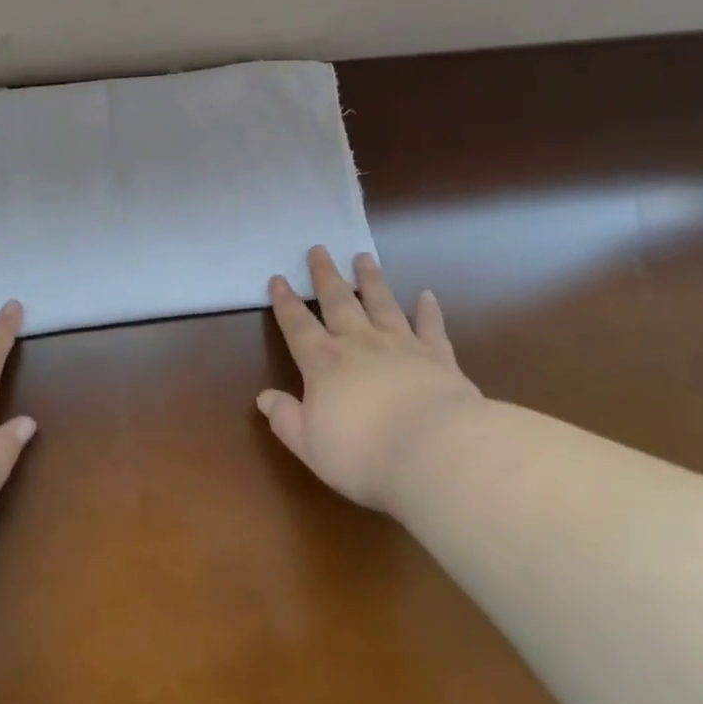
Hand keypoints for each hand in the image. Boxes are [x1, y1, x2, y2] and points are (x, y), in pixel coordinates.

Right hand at [259, 246, 481, 511]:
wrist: (434, 452)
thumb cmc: (362, 454)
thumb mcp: (309, 445)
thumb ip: (285, 418)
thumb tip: (264, 397)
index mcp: (324, 363)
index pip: (298, 326)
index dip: (285, 302)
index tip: (278, 278)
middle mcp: (359, 344)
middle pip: (338, 302)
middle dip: (326, 276)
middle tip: (319, 249)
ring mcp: (401, 345)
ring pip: (382, 303)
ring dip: (371, 279)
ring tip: (363, 257)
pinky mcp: (438, 357)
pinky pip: (430, 327)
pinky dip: (428, 310)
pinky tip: (427, 295)